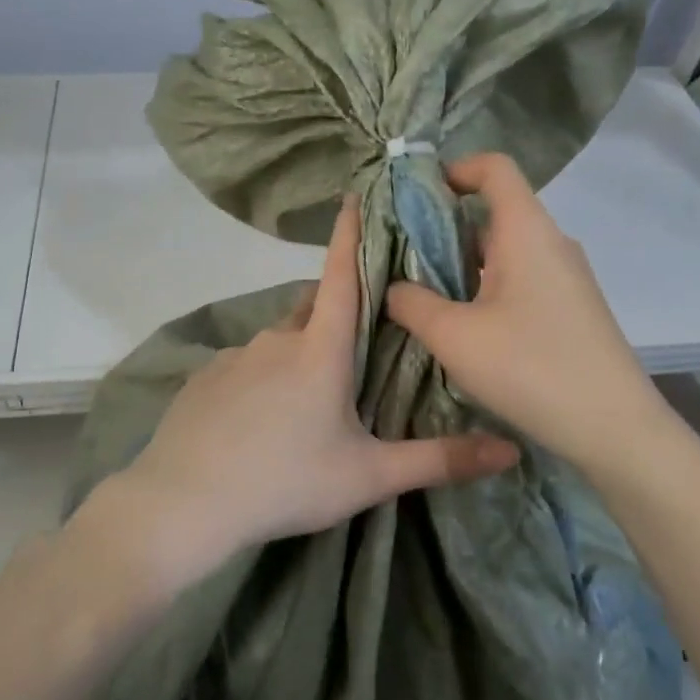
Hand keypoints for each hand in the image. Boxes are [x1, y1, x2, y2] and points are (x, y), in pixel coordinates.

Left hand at [105, 196, 518, 588]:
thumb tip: (511, 450)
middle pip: (311, 310)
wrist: (188, 502)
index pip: (342, 277)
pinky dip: (260, 380)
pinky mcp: (204, 379)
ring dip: (296, 355)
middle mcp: (276, 340)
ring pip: (277, 342)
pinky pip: (244, 367)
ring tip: (305, 401)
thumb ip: (439, 460)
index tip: (353, 197)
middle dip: (333, 313)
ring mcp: (234, 357)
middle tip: (353, 344)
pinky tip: (259, 421)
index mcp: (320, 350)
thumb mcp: (369, 476)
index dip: (349, 235)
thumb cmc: (287, 481)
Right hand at [386, 153, 666, 467]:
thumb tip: (394, 287)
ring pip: (506, 250)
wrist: (614, 428)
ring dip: (462, 263)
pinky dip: (487, 286)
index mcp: (527, 231)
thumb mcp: (453, 336)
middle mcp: (551, 243)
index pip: (495, 168)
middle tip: (401, 256)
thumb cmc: (530, 367)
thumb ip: (412, 302)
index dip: (455, 169)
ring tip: (423, 294)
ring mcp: (567, 277)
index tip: (416, 197)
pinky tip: (465, 325)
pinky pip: (522, 278)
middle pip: (494, 212)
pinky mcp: (572, 307)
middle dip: (444, 227)